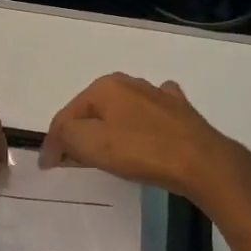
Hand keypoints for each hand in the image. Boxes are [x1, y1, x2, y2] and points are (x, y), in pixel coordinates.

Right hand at [39, 74, 250, 207]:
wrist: (201, 161)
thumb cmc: (141, 151)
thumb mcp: (91, 144)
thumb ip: (65, 137)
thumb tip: (54, 145)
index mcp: (105, 87)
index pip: (67, 114)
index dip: (54, 142)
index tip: (48, 167)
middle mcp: (130, 83)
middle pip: (93, 111)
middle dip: (80, 133)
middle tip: (73, 161)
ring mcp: (158, 95)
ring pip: (120, 111)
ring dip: (108, 129)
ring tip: (104, 152)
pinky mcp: (179, 111)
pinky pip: (148, 116)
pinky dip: (138, 125)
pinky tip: (142, 134)